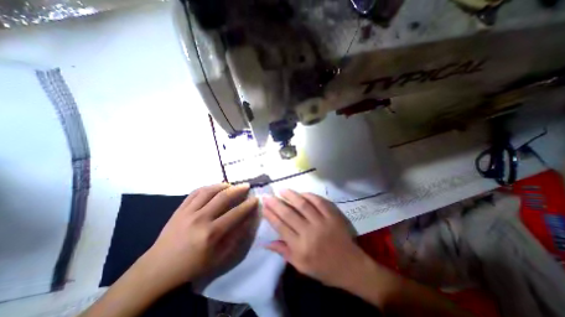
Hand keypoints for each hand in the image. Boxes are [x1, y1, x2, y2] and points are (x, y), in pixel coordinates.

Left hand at [140, 182, 257, 292]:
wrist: (158, 268)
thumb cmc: (192, 265)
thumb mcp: (219, 257)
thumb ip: (236, 237)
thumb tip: (248, 220)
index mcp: (211, 233)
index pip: (236, 213)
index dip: (248, 205)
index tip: (256, 199)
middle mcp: (200, 219)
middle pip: (223, 197)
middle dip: (238, 189)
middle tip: (246, 186)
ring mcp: (188, 212)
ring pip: (209, 190)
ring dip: (223, 185)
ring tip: (231, 185)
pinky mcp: (180, 209)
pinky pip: (195, 192)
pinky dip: (208, 187)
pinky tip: (214, 187)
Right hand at [263, 189, 368, 288]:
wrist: (351, 266)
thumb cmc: (324, 269)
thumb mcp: (301, 266)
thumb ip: (284, 252)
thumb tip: (266, 242)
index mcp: (300, 248)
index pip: (281, 227)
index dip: (270, 215)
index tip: (263, 206)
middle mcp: (309, 233)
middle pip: (288, 214)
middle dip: (275, 203)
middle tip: (267, 195)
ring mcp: (322, 222)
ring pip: (302, 204)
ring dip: (290, 195)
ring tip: (281, 190)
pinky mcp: (333, 216)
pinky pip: (319, 202)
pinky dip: (309, 195)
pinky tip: (301, 193)